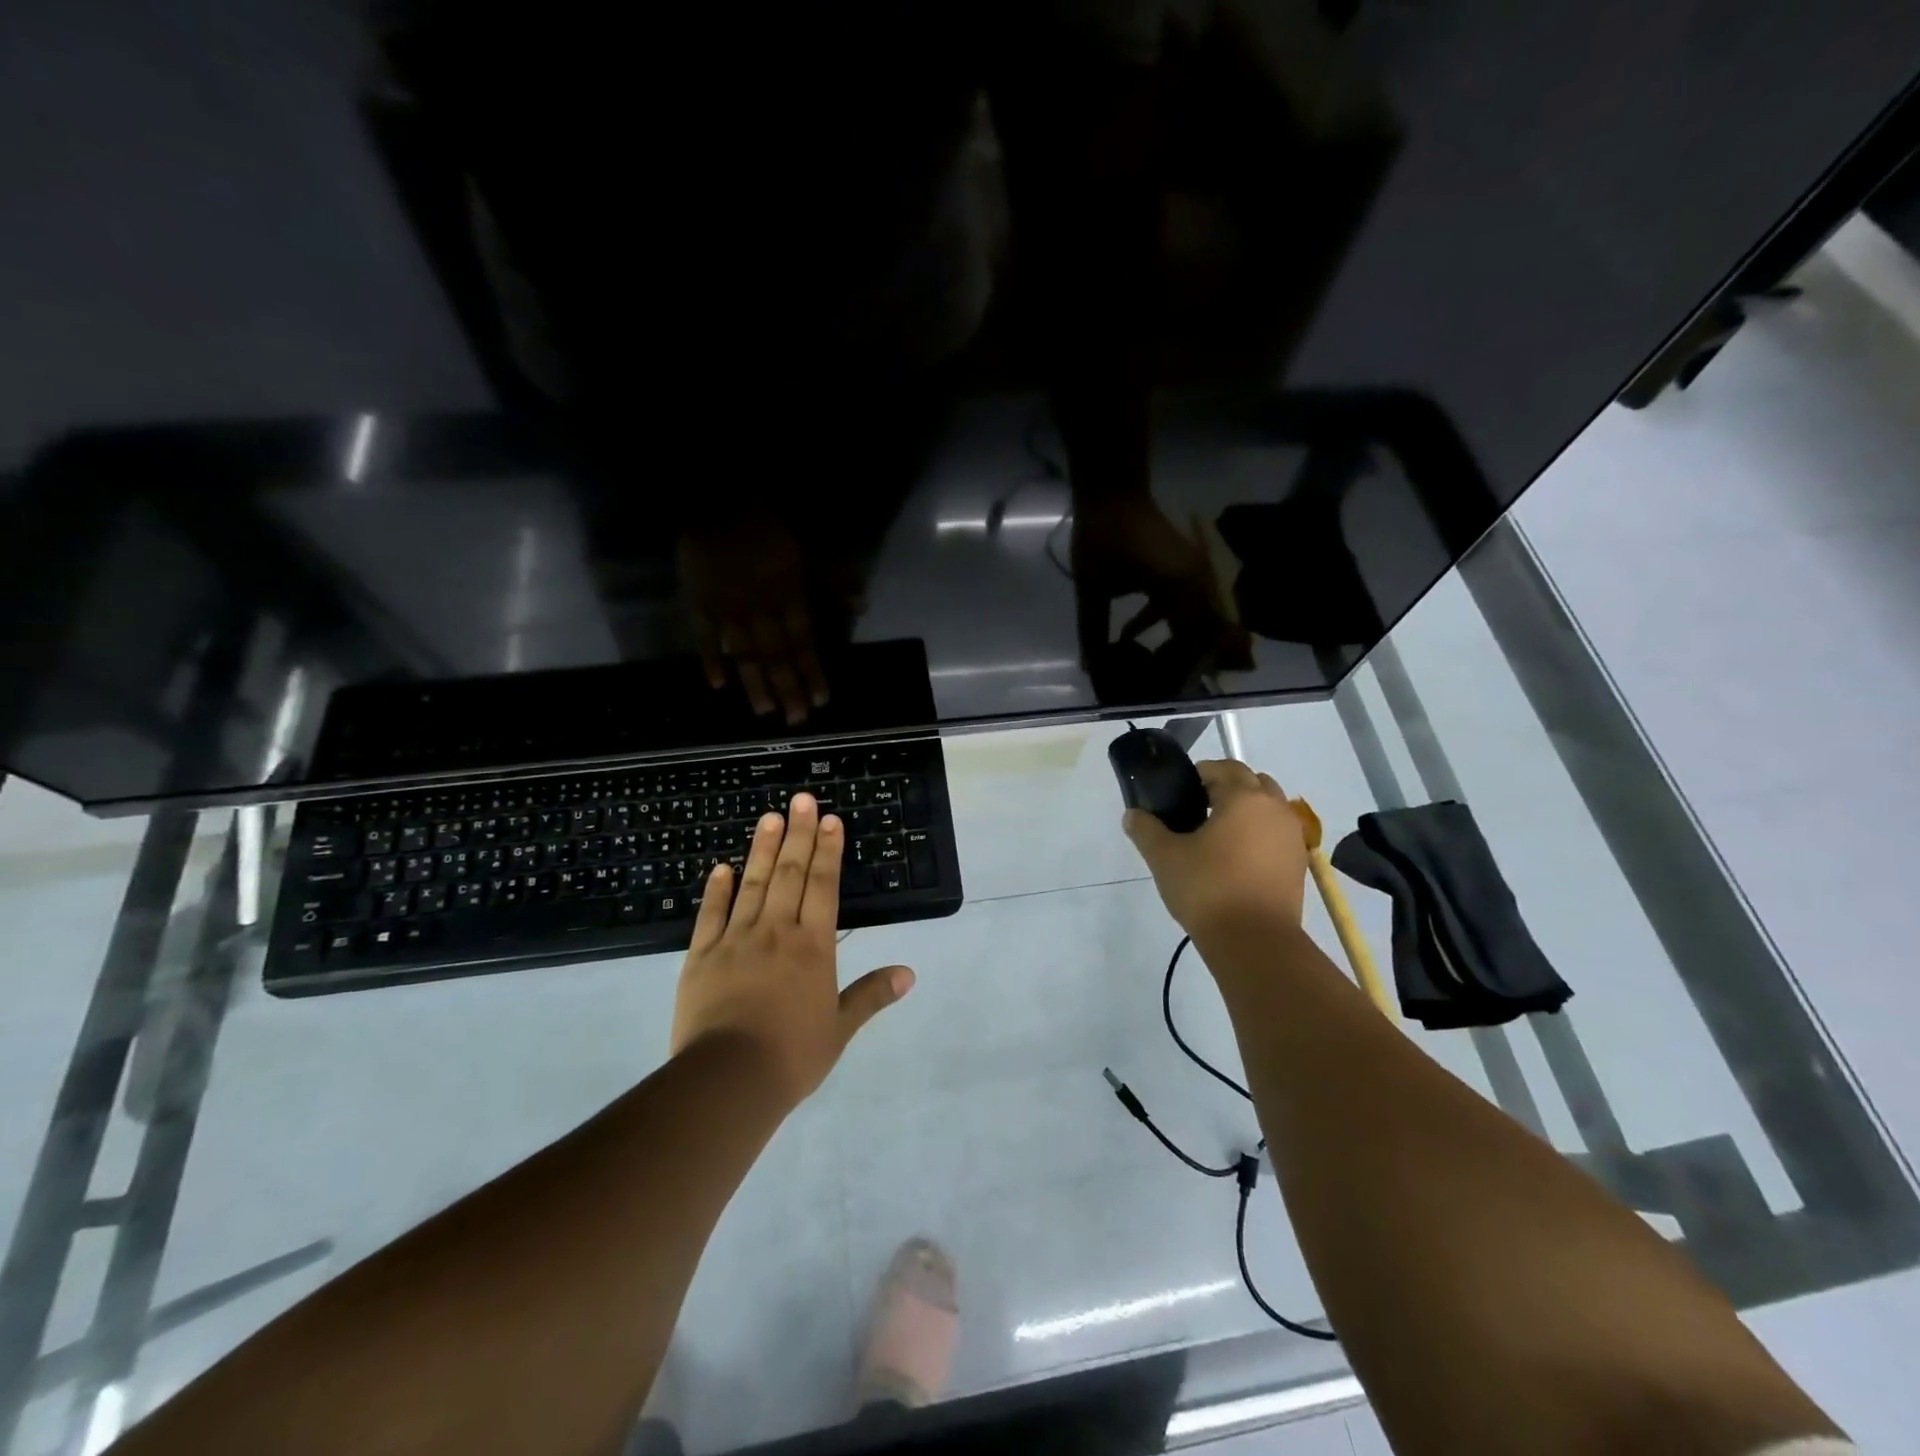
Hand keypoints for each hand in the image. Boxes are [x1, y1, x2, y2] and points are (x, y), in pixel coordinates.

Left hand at [671, 793, 914, 1106]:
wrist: (728, 1079)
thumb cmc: (792, 1055)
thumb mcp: (840, 1028)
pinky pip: (710, 914)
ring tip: (768, 817)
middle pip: (790, 874)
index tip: (830, 820)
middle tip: (802, 799)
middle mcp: (776, 931)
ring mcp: (736, 940)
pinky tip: (721, 867)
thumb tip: (909, 973)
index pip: (823, 886)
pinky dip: (716, 889)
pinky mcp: (701, 956)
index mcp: (812, 946)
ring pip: (753, 884)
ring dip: (762, 849)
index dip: (828, 851)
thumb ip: (871, 995)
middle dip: (799, 834)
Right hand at [677, 515, 829, 724]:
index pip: (804, 640)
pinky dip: (710, 659)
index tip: (821, 700)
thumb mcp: (810, 548)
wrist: (715, 499)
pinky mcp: (698, 603)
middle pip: (776, 653)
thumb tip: (863, 606)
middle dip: (788, 687)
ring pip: (744, 652)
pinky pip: (704, 636)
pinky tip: (717, 685)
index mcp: (788, 593)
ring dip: (755, 683)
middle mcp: (761, 608)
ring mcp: (728, 608)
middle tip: (796, 720)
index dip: (812, 671)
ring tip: (765, 711)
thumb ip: (834, 580)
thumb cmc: (767, 525)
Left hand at [1070, 496, 1252, 696]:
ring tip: (1155, 669)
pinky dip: (1167, 624)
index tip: (1163, 690)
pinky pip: (1188, 605)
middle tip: (1162, 686)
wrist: (1112, 492)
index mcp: (1181, 590)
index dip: (1182, 670)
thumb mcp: (1093, 590)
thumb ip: (1093, 631)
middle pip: (1208, 634)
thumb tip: (1091, 668)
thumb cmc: (1102, 537)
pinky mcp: (1186, 568)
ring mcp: (1196, 573)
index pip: (1195, 641)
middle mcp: (1199, 583)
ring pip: (1201, 621)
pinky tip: (1132, 638)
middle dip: (1188, 662)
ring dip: (1182, 645)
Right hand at [1122, 760, 1308, 937]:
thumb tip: (1133, 815)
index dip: (1197, 775)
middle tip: (1196, 810)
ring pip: (1268, 807)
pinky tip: (1236, 859)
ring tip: (1216, 836)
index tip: (1178, 794)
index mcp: (1244, 797)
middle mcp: (1274, 808)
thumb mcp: (1164, 857)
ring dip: (1245, 811)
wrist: (1255, 942)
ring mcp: (1292, 836)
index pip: (1221, 768)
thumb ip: (1145, 829)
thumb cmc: (1207, 889)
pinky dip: (1258, 835)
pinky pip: (1276, 834)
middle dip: (1225, 788)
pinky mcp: (1298, 863)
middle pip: (1251, 782)